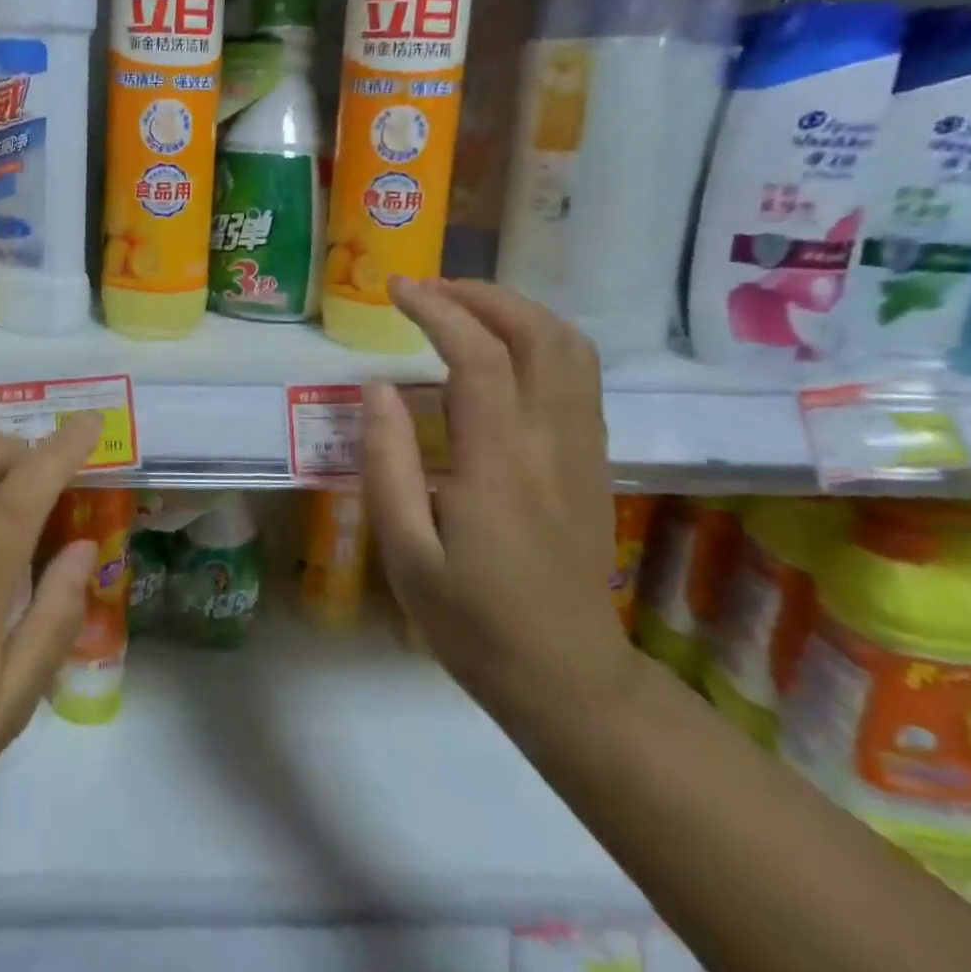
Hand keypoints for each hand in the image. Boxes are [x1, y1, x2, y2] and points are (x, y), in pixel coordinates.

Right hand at [360, 277, 637, 723]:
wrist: (570, 680)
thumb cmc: (472, 621)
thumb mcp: (406, 552)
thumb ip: (387, 463)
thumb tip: (377, 388)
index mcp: (500, 463)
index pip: (480, 356)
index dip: (437, 310)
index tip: (396, 290)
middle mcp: (552, 442)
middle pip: (539, 334)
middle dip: (482, 295)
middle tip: (427, 291)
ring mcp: (583, 448)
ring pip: (570, 347)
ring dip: (515, 311)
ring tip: (460, 308)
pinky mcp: (593, 459)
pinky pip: (579, 375)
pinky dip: (539, 338)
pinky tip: (500, 350)